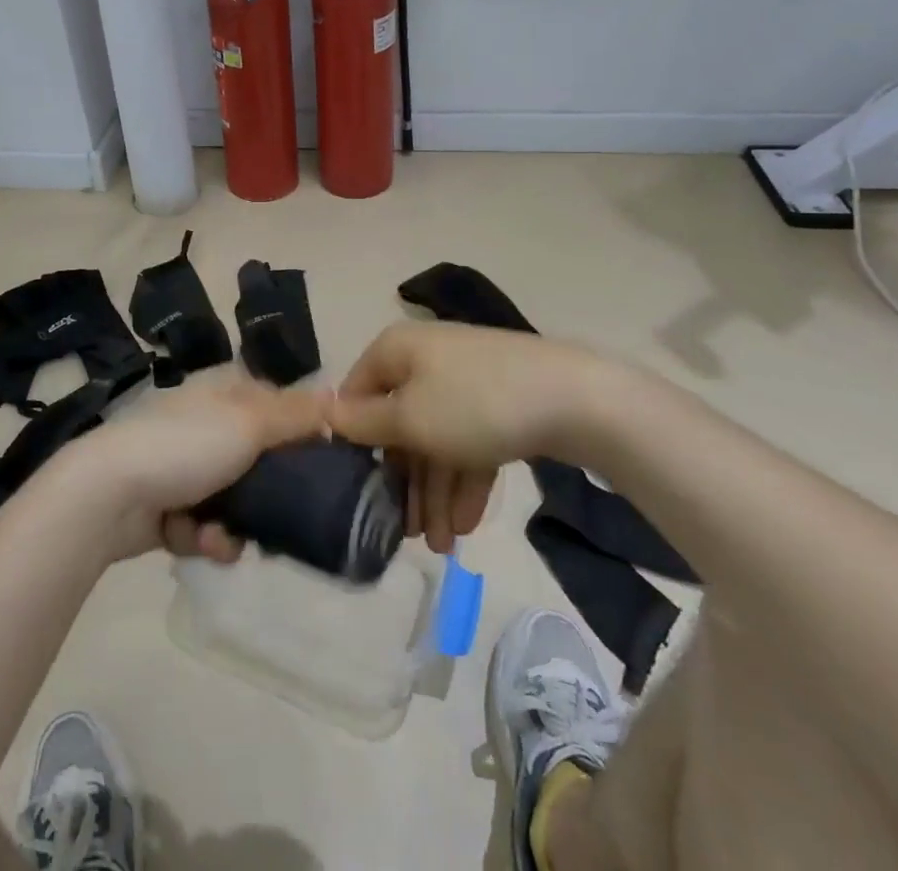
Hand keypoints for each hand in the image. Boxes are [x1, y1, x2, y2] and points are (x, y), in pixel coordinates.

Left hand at [63, 374, 331, 562]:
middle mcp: (202, 422)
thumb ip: (295, 415)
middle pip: (255, 457)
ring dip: (232, 524)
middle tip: (283, 517)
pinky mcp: (163, 504)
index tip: (319, 463)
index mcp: (221, 391)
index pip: (274, 404)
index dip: (297, 432)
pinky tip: (196, 541)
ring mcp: (180, 464)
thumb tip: (336, 398)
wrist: (108, 493)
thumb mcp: (249, 423)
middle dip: (266, 493)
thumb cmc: (185, 446)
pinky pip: (201, 523)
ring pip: (231, 498)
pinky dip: (201, 535)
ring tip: (223, 538)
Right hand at [326, 321, 617, 553]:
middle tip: (406, 532)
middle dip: (405, 481)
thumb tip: (322, 411)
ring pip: (438, 439)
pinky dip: (466, 480)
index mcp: (397, 351)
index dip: (353, 440)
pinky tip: (468, 526)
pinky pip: (470, 441)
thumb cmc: (474, 404)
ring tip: (442, 546)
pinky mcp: (500, 403)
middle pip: (401, 423)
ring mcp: (466, 381)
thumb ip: (362, 422)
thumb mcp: (409, 419)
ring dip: (436, 492)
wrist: (575, 398)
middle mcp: (426, 360)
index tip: (356, 488)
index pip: (357, 393)